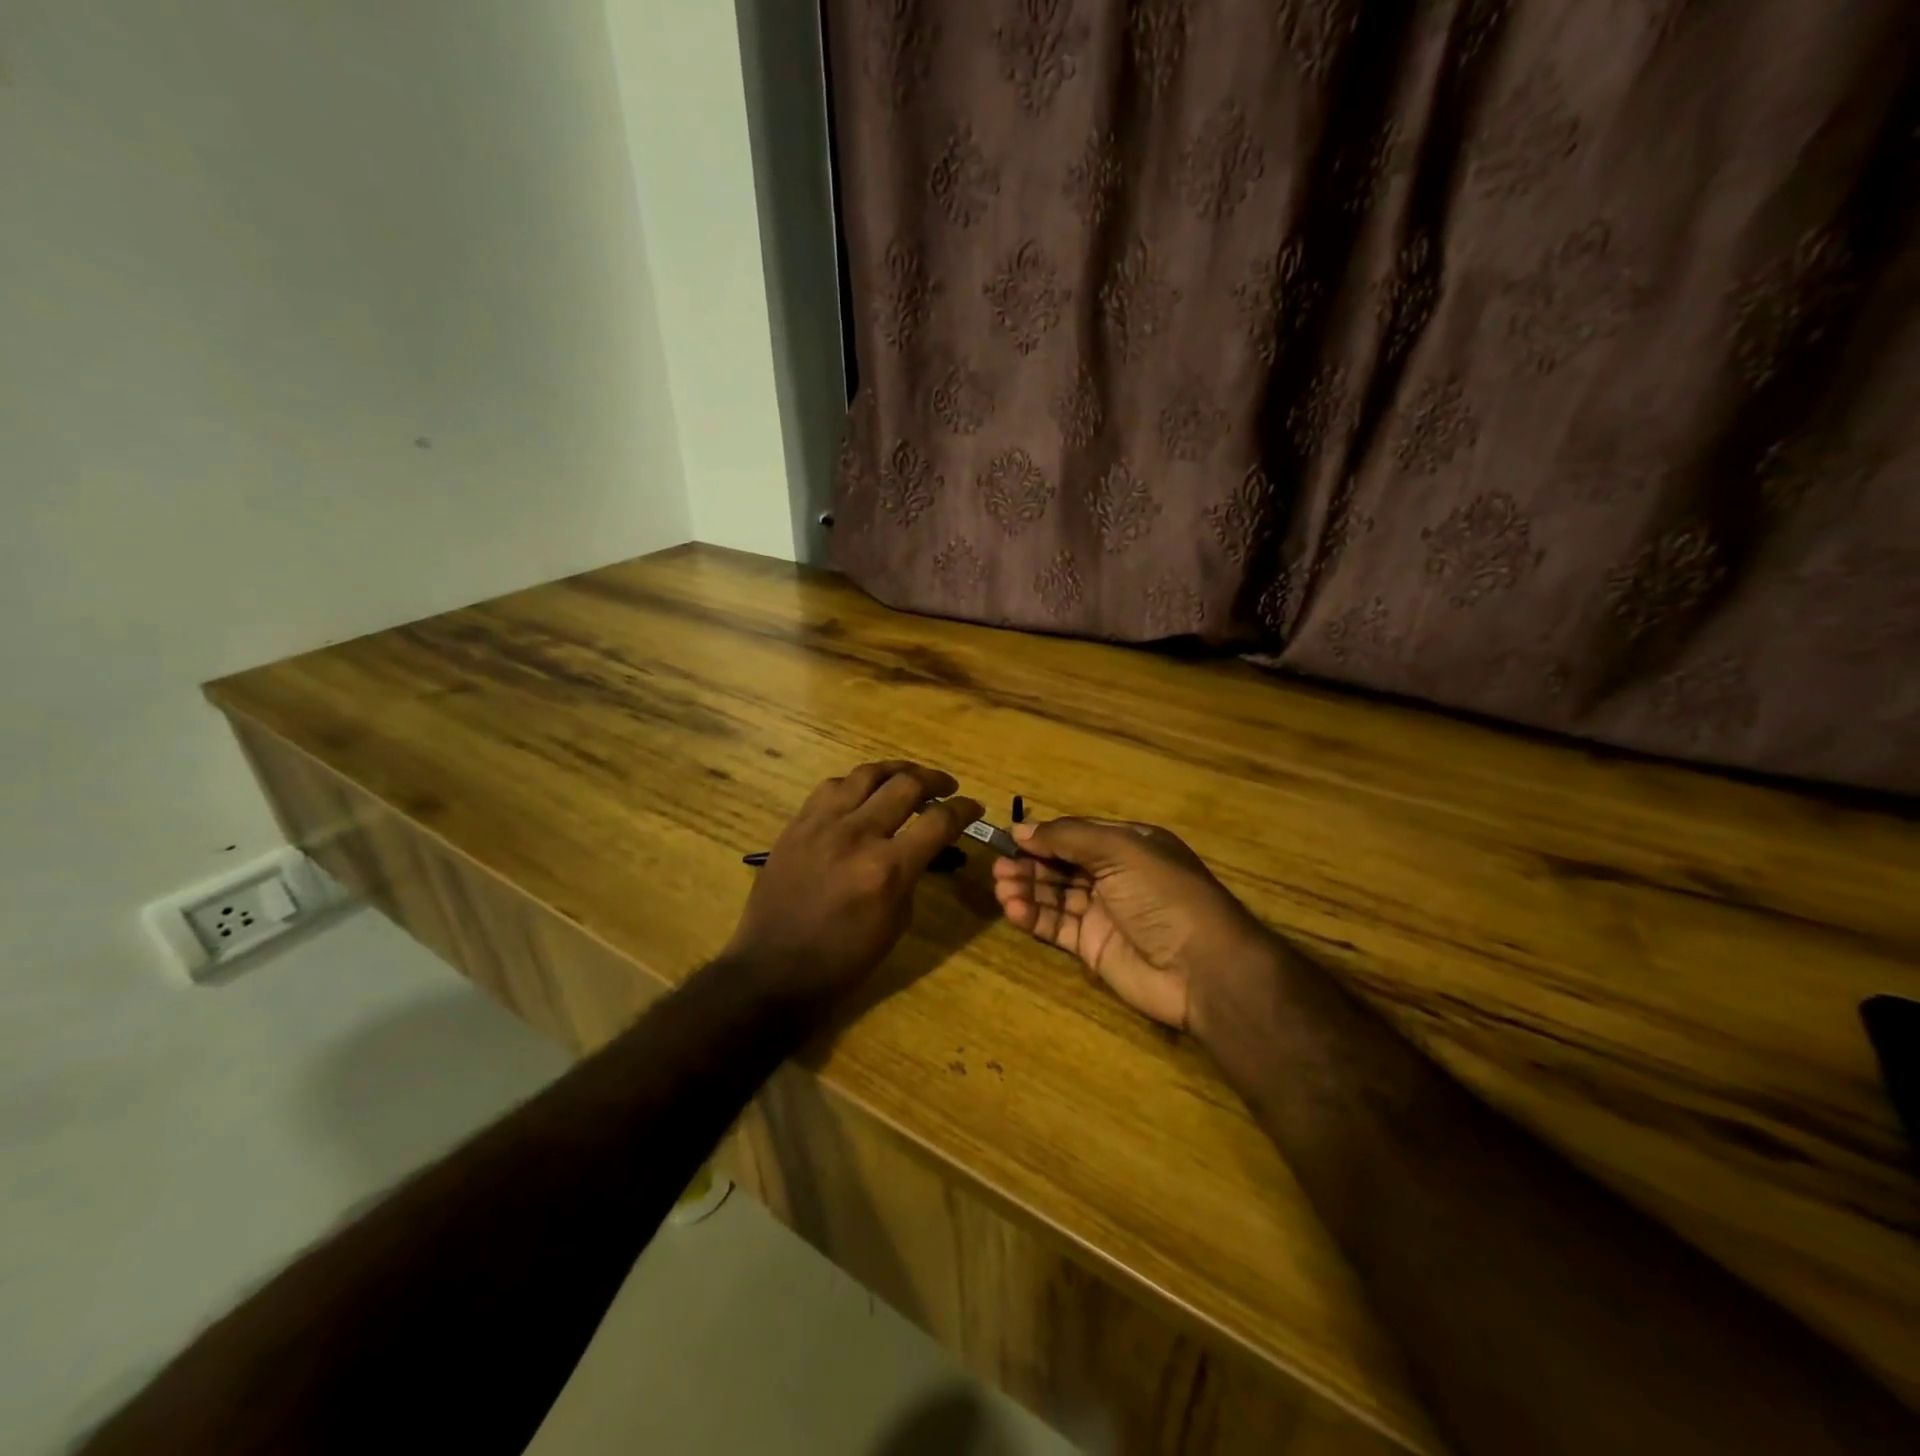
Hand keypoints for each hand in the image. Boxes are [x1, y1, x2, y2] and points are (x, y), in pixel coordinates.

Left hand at [723, 761, 982, 1010]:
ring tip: (909, 778)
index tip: (975, 807)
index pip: (938, 821)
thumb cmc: (843, 960)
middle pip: (906, 784)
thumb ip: (912, 874)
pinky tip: (864, 792)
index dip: (964, 809)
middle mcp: (856, 835)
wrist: (773, 970)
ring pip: (867, 774)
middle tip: (946, 787)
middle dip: (935, 780)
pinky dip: (857, 784)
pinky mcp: (797, 824)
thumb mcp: (896, 922)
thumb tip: (921, 846)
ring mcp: (821, 824)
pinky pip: (832, 786)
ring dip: (896, 771)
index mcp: (886, 870)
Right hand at [992, 817, 1275, 1037]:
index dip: (1044, 836)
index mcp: (1129, 845)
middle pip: (1062, 865)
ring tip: (1000, 887)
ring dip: (1027, 889)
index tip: (1009, 838)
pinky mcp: (1093, 947)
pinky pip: (1057, 926)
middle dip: (1031, 864)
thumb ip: (1068, 837)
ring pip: (1056, 895)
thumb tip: (1021, 829)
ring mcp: (1104, 913)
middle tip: (998, 867)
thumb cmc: (1163, 894)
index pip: (1077, 835)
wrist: (1203, 967)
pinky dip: (1034, 916)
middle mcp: (1115, 876)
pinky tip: (1013, 909)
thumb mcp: (1119, 850)